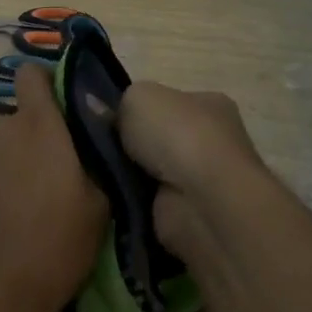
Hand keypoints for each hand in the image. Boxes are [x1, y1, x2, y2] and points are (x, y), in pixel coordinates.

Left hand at [0, 64, 107, 311]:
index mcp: (38, 128)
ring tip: (26, 211)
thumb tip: (90, 147)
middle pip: (21, 121)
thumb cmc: (51, 249)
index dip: (47, 84)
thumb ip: (95, 163)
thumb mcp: (99, 209)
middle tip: (56, 182)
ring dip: (13, 167)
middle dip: (37, 141)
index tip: (64, 112)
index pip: (32, 75)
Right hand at [118, 82, 268, 265]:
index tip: (109, 120)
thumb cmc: (177, 135)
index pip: (169, 103)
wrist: (201, 201)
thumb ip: (120, 103)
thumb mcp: (137, 97)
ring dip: (129, 176)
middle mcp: (213, 140)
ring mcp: (203, 180)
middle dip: (132, 146)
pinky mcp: (189, 214)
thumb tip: (104, 115)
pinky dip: (132, 201)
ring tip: (100, 173)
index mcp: (210, 104)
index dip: (138, 110)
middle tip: (98, 148)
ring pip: (152, 172)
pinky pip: (149, 202)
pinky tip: (114, 197)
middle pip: (160, 139)